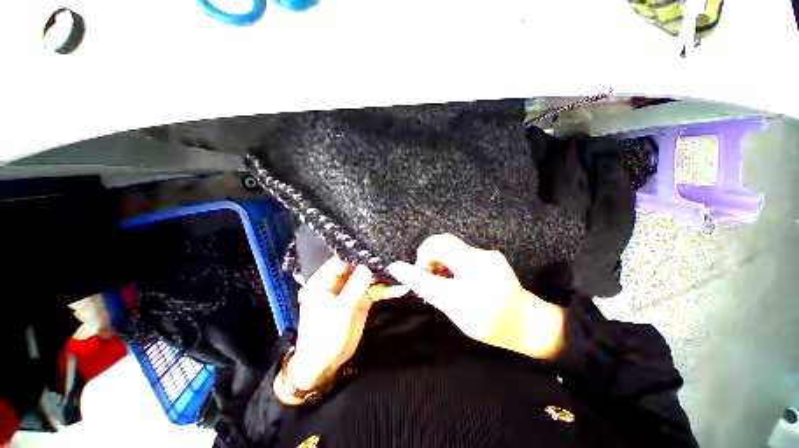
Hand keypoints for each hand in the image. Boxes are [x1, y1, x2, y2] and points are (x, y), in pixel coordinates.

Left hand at [277, 257, 407, 399]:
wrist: (325, 365)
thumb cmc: (324, 337)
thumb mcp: (340, 311)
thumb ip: (355, 287)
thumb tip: (368, 266)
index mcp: (324, 281)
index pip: (341, 260)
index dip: (357, 255)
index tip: (375, 249)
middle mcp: (338, 283)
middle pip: (357, 268)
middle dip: (373, 264)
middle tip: (392, 259)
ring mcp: (351, 291)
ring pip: (368, 278)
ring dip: (382, 277)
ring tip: (399, 271)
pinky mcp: (361, 301)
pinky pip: (374, 291)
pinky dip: (385, 290)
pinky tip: (398, 288)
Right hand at [388, 233, 564, 359]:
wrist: (527, 321)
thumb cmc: (491, 324)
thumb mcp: (457, 314)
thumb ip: (432, 292)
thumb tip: (411, 277)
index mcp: (470, 290)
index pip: (431, 273)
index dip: (413, 269)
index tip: (399, 268)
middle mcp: (479, 265)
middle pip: (442, 242)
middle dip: (427, 253)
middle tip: (427, 270)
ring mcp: (488, 256)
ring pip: (451, 245)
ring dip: (440, 256)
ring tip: (441, 274)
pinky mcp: (491, 253)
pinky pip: (462, 250)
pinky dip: (452, 258)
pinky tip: (456, 273)